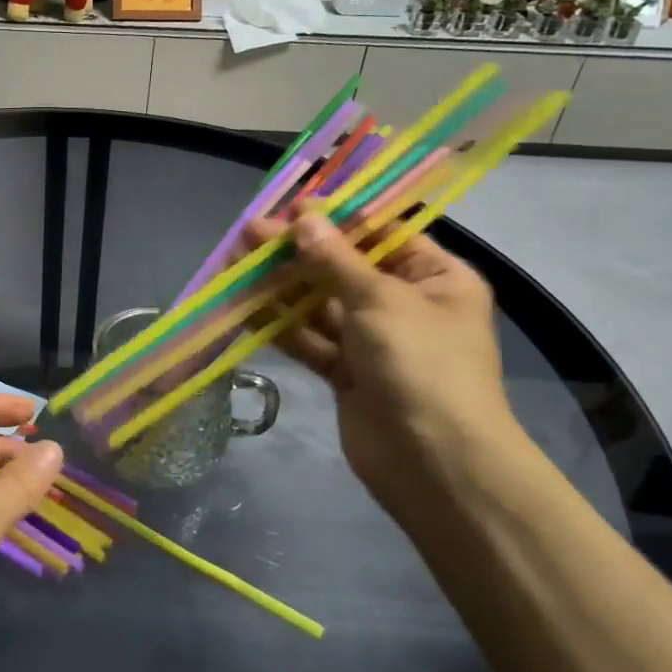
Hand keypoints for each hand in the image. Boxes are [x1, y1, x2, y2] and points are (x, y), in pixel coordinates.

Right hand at [246, 204, 516, 511]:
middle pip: (342, 267)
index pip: (379, 234)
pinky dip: (280, 325)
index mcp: (434, 277)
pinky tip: (245, 307)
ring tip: (236, 265)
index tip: (289, 208)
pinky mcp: (345, 372)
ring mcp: (373, 340)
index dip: (334, 218)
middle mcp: (404, 303)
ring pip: (319, 303)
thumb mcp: (380, 300)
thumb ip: (335, 259)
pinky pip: (310, 338)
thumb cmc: (422, 364)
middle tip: (248, 235)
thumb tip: (302, 219)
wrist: (435, 464)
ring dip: (280, 286)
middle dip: (296, 252)